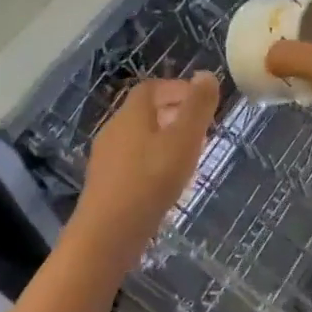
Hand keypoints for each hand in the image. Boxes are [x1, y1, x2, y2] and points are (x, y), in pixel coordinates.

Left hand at [73, 73, 220, 251]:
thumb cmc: (150, 180)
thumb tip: (206, 74)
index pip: (151, 88)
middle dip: (174, 114)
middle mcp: (114, 130)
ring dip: (165, 140)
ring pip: (139, 138)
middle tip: (201, 129)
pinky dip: (153, 162)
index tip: (201, 102)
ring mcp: (106, 159)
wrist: (107, 236)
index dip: (177, 89)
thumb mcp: (184, 139)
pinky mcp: (106, 185)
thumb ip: (198, 106)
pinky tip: (168, 184)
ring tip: (190, 157)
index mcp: (131, 114)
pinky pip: (133, 162)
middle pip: (144, 112)